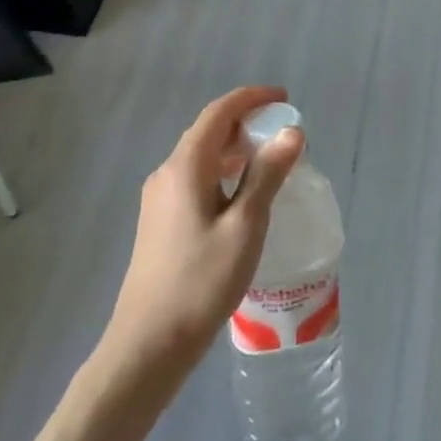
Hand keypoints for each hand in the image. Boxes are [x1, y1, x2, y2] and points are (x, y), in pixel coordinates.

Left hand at [106, 86, 303, 375]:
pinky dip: (224, 172)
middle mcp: (167, 174)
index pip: (219, 114)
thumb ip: (268, 174)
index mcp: (185, 167)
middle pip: (208, 132)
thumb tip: (292, 132)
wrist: (149, 342)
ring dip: (236, 149)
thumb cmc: (202, 281)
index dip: (251, 99)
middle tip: (285, 133)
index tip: (284, 98)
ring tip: (271, 160)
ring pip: (202, 157)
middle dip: (246, 123)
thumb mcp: (246, 225)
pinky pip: (196, 179)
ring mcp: (159, 199)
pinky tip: (244, 194)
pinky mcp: (160, 221)